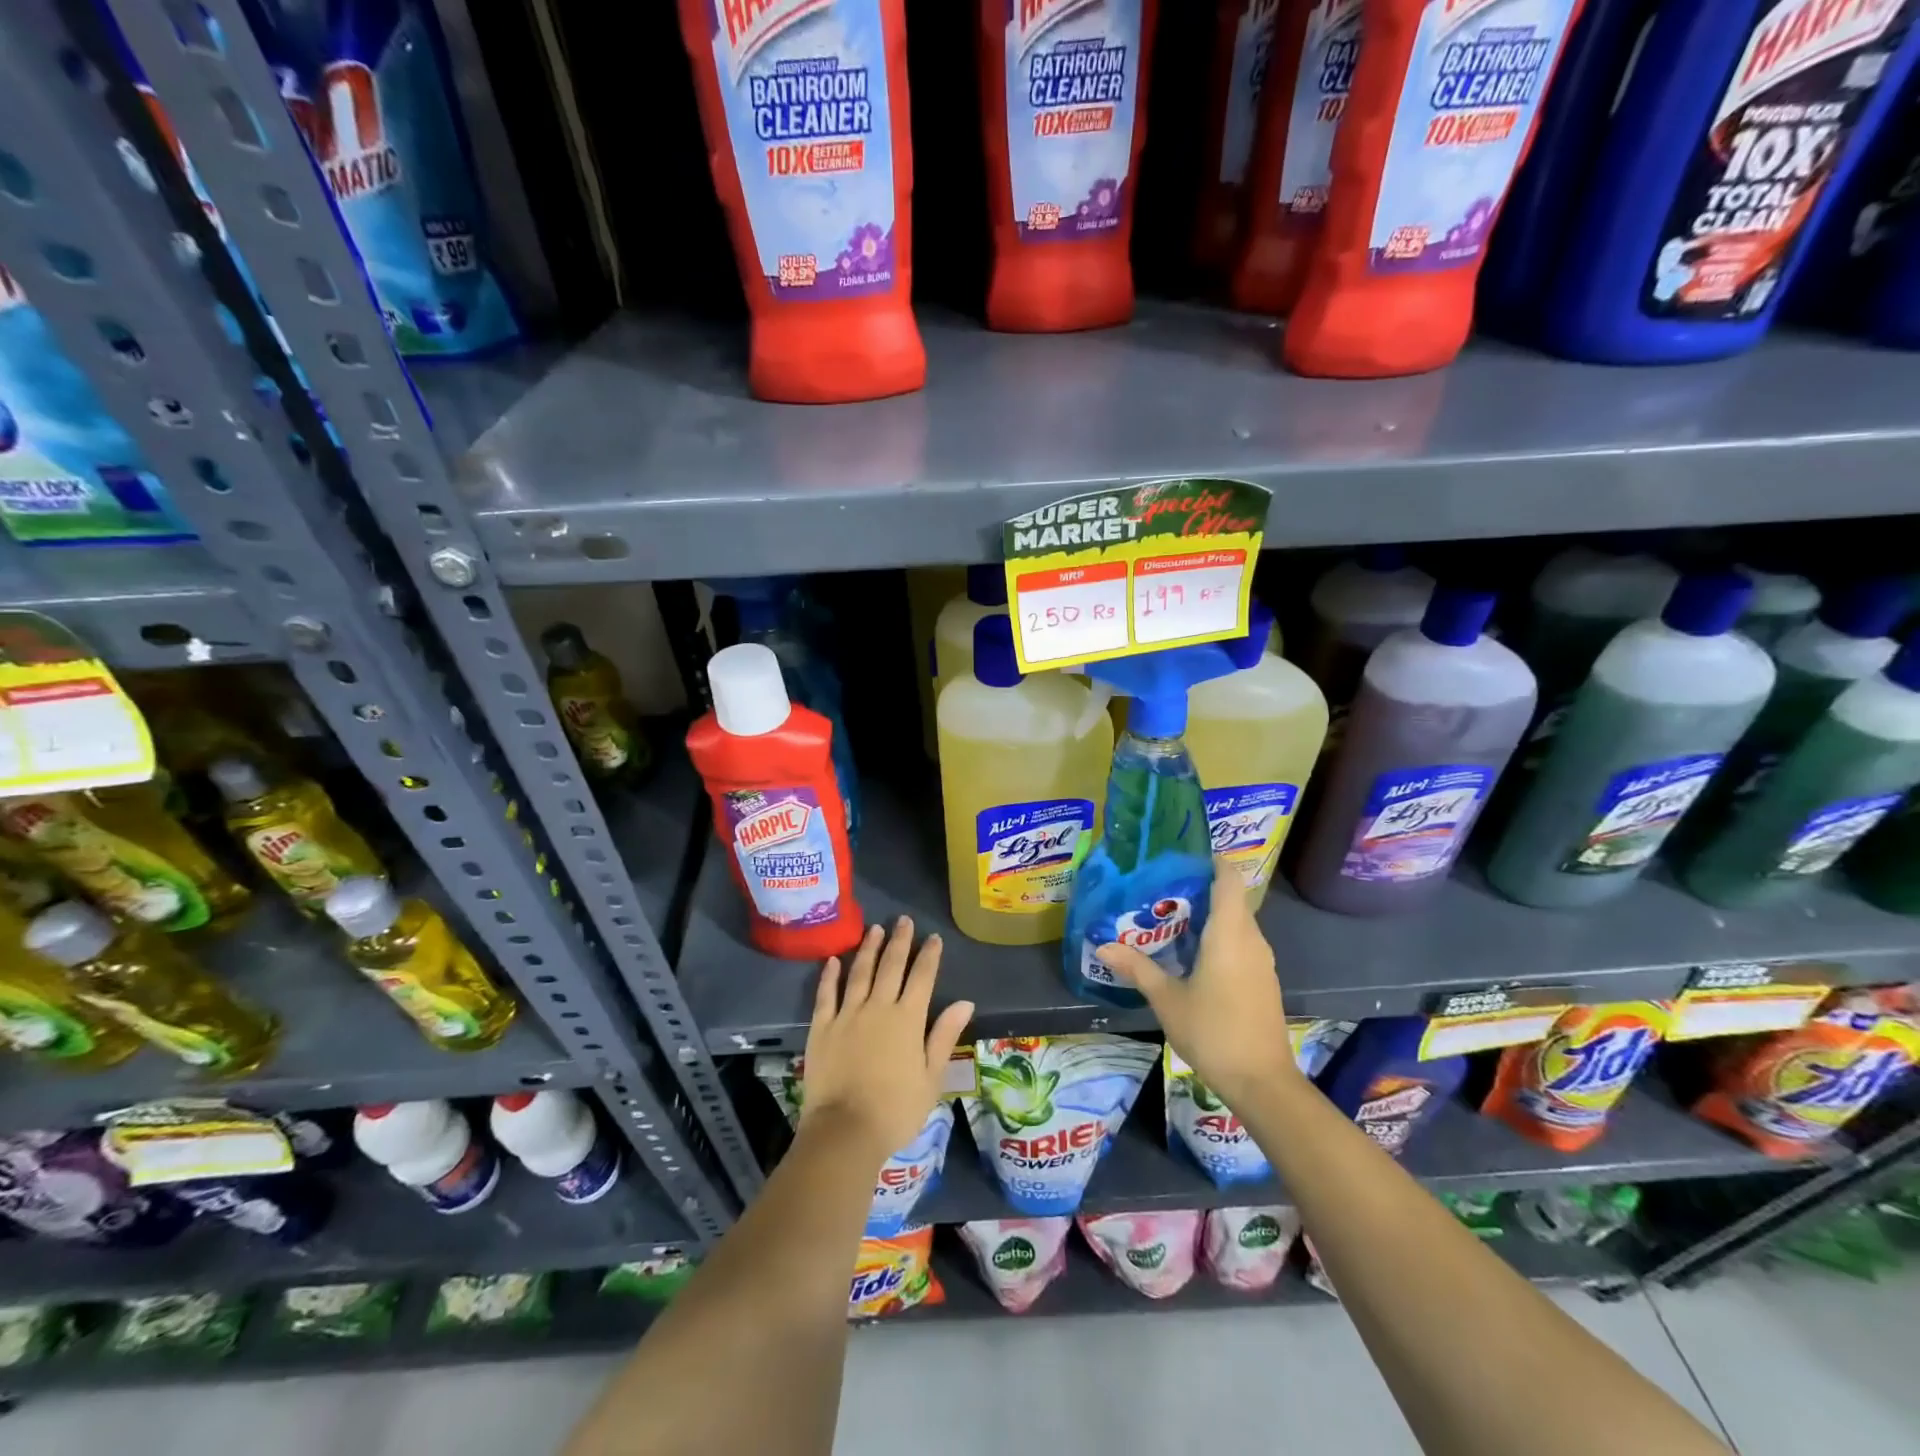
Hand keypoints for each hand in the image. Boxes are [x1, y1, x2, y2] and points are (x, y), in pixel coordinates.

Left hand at [800, 917, 974, 1164]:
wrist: (845, 1130)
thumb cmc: (895, 1110)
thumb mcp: (931, 1077)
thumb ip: (944, 1035)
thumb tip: (965, 1002)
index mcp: (907, 1019)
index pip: (922, 977)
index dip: (929, 955)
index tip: (933, 937)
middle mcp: (878, 1007)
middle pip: (890, 966)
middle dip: (899, 941)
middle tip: (903, 920)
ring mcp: (847, 1014)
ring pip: (859, 973)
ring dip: (868, 949)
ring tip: (874, 929)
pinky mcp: (822, 1027)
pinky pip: (825, 994)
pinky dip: (829, 975)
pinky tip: (833, 960)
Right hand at [1094, 861, 1293, 1105]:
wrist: (1262, 1082)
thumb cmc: (1214, 1031)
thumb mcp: (1167, 999)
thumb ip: (1137, 968)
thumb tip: (1103, 945)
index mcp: (1230, 933)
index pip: (1229, 878)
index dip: (1210, 861)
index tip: (1179, 859)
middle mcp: (1251, 939)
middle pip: (1229, 899)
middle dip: (1197, 890)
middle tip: (1157, 892)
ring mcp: (1261, 961)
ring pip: (1235, 923)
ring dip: (1206, 917)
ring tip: (1166, 920)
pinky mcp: (1263, 980)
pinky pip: (1240, 943)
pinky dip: (1218, 938)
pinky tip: (1190, 955)